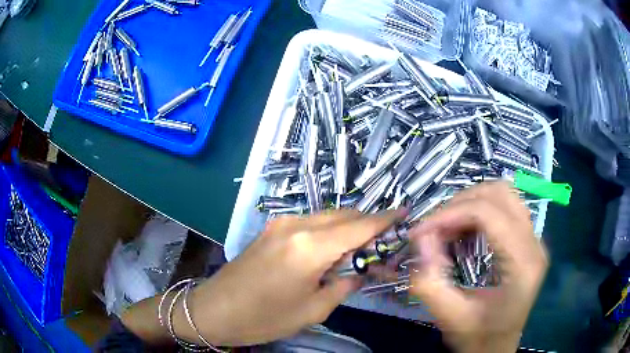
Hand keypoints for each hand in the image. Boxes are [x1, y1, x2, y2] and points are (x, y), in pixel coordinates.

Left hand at [182, 209, 404, 345]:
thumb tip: (360, 270)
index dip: (385, 219)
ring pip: (327, 216)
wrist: (214, 309)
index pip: (360, 226)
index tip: (405, 214)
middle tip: (383, 244)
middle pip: (345, 215)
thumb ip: (343, 284)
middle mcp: (297, 225)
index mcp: (310, 247)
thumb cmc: (264, 318)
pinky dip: (328, 230)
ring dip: (348, 227)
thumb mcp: (313, 309)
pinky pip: (310, 222)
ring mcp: (281, 223)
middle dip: (368, 225)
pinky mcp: (271, 228)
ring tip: (360, 248)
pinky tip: (332, 248)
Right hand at [408, 182, 547, 352]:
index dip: (450, 214)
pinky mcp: (528, 241)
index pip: (489, 214)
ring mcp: (534, 239)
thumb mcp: (449, 317)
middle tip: (434, 228)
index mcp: (522, 264)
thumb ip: (429, 282)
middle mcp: (534, 243)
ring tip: (448, 227)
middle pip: (500, 193)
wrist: (496, 349)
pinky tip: (465, 232)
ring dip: (471, 203)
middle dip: (460, 203)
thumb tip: (420, 239)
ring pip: (504, 194)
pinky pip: (505, 208)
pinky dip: (480, 211)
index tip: (420, 231)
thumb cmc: (478, 338)